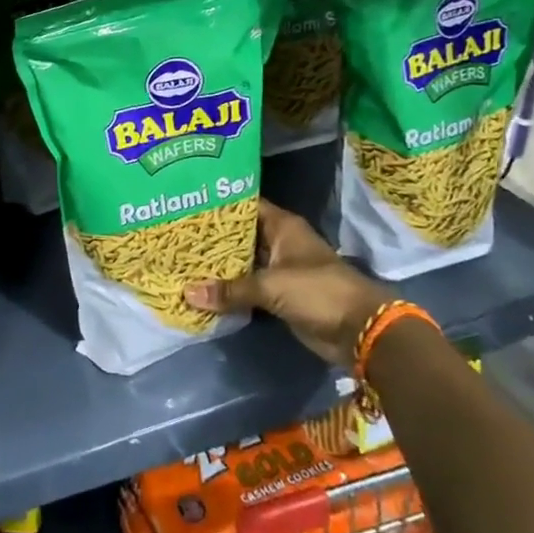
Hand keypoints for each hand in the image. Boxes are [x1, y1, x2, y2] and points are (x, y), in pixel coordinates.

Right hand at [184, 200, 387, 366]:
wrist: (359, 331)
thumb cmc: (318, 291)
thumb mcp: (270, 286)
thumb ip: (230, 289)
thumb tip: (187, 293)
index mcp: (282, 226)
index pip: (244, 205)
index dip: (217, 203)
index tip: (186, 201)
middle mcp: (279, 242)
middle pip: (239, 234)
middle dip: (211, 236)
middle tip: (174, 232)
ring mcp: (279, 269)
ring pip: (241, 261)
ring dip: (218, 265)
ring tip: (180, 257)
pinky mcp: (278, 295)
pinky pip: (247, 286)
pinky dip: (229, 288)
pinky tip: (201, 287)